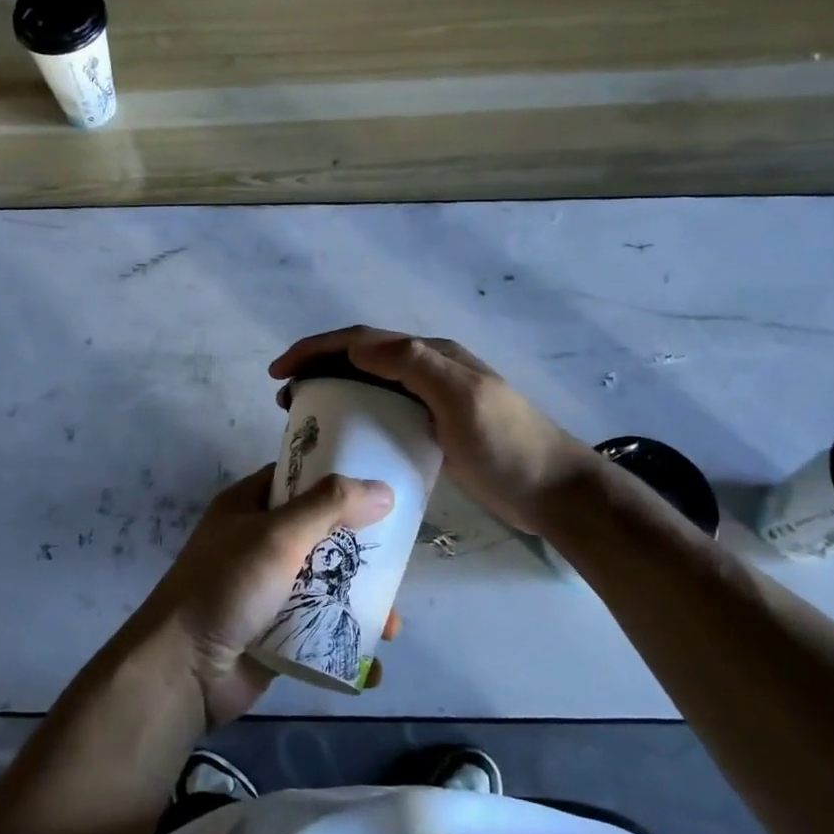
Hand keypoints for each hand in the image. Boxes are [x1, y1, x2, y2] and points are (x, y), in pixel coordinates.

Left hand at [137, 465, 394, 727]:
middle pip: (321, 535)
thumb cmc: (228, 586)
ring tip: (392, 627)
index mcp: (249, 506)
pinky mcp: (276, 634)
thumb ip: (329, 506)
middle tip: (399, 563)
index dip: (337, 479)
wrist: (183, 670)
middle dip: (360, 552)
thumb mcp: (278, 535)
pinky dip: (345, 645)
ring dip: (361, 604)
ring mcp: (267, 591)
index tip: (382, 486)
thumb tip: (383, 489)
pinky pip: (319, 632)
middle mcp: (259, 543)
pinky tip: (372, 665)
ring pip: (326, 586)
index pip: (298, 479)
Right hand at [271, 326, 599, 537]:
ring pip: (368, 385)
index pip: (363, 340)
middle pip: (360, 358)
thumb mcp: (463, 398)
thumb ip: (414, 364)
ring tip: (301, 413)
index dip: (317, 348)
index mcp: (432, 355)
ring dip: (331, 390)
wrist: (553, 493)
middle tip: (284, 395)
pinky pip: (381, 414)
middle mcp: (427, 370)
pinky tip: (340, 437)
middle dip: (317, 367)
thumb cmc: (507, 445)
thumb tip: (356, 345)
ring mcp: (430, 402)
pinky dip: (353, 416)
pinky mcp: (431, 431)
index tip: (280, 371)